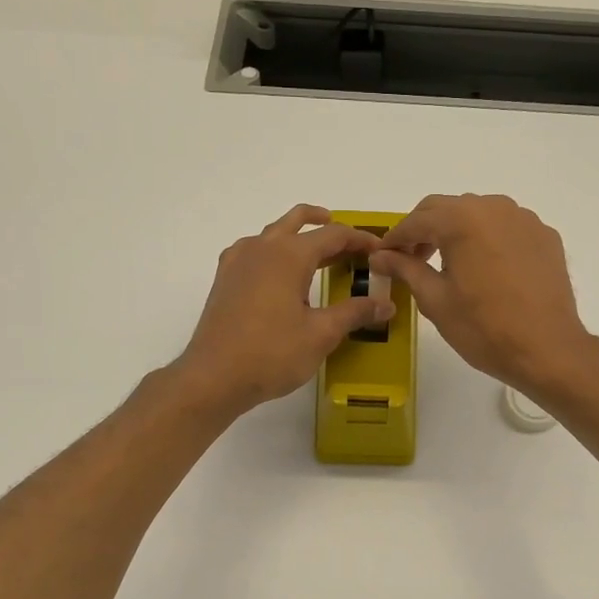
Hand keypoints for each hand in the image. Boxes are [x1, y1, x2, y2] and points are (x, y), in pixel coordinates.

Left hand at [173, 205, 393, 417]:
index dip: (359, 239)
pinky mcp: (224, 279)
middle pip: (298, 221)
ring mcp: (238, 261)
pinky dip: (274, 253)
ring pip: (274, 234)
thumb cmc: (271, 354)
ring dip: (298, 237)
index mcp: (289, 254)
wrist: (214, 377)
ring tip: (318, 257)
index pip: (333, 234)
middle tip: (349, 243)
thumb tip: (385, 305)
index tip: (379, 250)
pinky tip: (280, 276)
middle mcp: (261, 247)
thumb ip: (354, 313)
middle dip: (326, 225)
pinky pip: (254, 251)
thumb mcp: (321, 334)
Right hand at [370, 194, 595, 394]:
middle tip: (410, 260)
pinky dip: (487, 239)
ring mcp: (524, 219)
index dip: (395, 239)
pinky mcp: (545, 236)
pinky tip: (485, 269)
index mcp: (462, 220)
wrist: (547, 349)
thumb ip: (406, 269)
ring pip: (478, 213)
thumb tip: (380, 256)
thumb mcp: (436, 300)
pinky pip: (506, 227)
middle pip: (447, 208)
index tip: (382, 257)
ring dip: (456, 231)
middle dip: (424, 230)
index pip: (417, 220)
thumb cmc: (484, 328)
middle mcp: (494, 207)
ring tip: (448, 264)